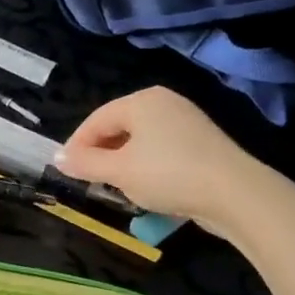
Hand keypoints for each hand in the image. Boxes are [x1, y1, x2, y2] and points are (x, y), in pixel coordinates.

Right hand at [56, 86, 274, 240]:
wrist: (236, 194)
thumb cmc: (168, 175)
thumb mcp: (118, 171)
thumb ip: (84, 163)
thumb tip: (57, 158)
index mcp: (141, 101)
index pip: (95, 119)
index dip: (76, 146)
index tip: (65, 171)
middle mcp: (164, 103)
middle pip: (118, 127)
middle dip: (100, 154)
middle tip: (89, 181)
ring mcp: (186, 121)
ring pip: (140, 141)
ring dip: (122, 163)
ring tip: (116, 188)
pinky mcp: (202, 143)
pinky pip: (161, 150)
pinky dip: (147, 166)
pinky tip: (147, 188)